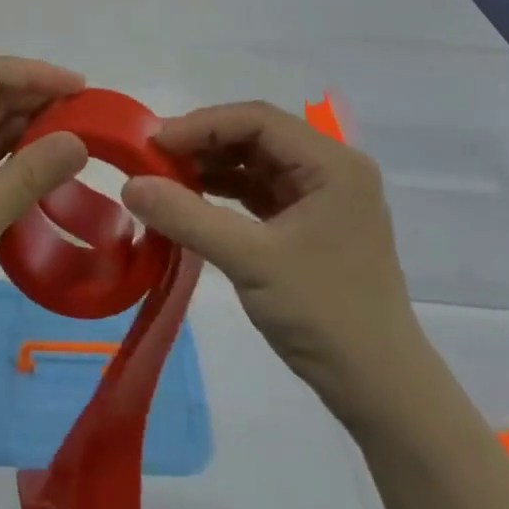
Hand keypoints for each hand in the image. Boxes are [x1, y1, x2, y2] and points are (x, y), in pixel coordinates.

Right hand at [120, 102, 423, 417]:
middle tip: (153, 159)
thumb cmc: (324, 313)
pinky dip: (225, 192)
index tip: (154, 143)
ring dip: (211, 166)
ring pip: (256, 162)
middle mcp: (332, 169)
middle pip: (257, 136)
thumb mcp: (250, 260)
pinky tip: (191, 201)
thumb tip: (130, 184)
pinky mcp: (310, 224)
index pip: (258, 120)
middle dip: (204, 143)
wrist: (378, 388)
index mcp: (333, 164)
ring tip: (165, 179)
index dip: (202, 124)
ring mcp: (323, 197)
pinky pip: (260, 191)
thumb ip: (188, 217)